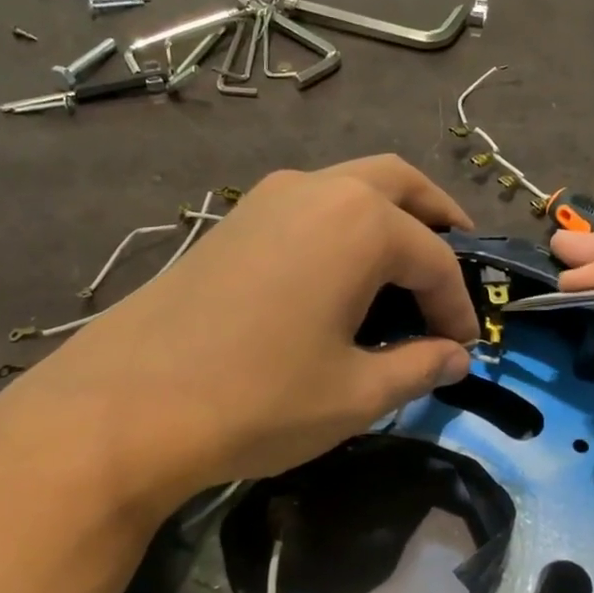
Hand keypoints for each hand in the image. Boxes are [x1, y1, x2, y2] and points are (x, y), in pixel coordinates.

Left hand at [0, 156, 478, 524]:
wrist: (128, 406)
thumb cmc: (260, 399)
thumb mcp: (355, 394)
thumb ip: (416, 368)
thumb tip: (453, 359)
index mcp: (361, 224)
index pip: (435, 260)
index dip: (458, 306)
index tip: (466, 348)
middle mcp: (317, 190)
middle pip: (399, 185)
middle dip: (437, 222)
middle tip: (455, 266)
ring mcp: (267, 199)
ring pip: (349, 188)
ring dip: (387, 220)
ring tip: (401, 273)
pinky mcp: (232, 222)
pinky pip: (309, 208)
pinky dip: (342, 230)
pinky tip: (338, 280)